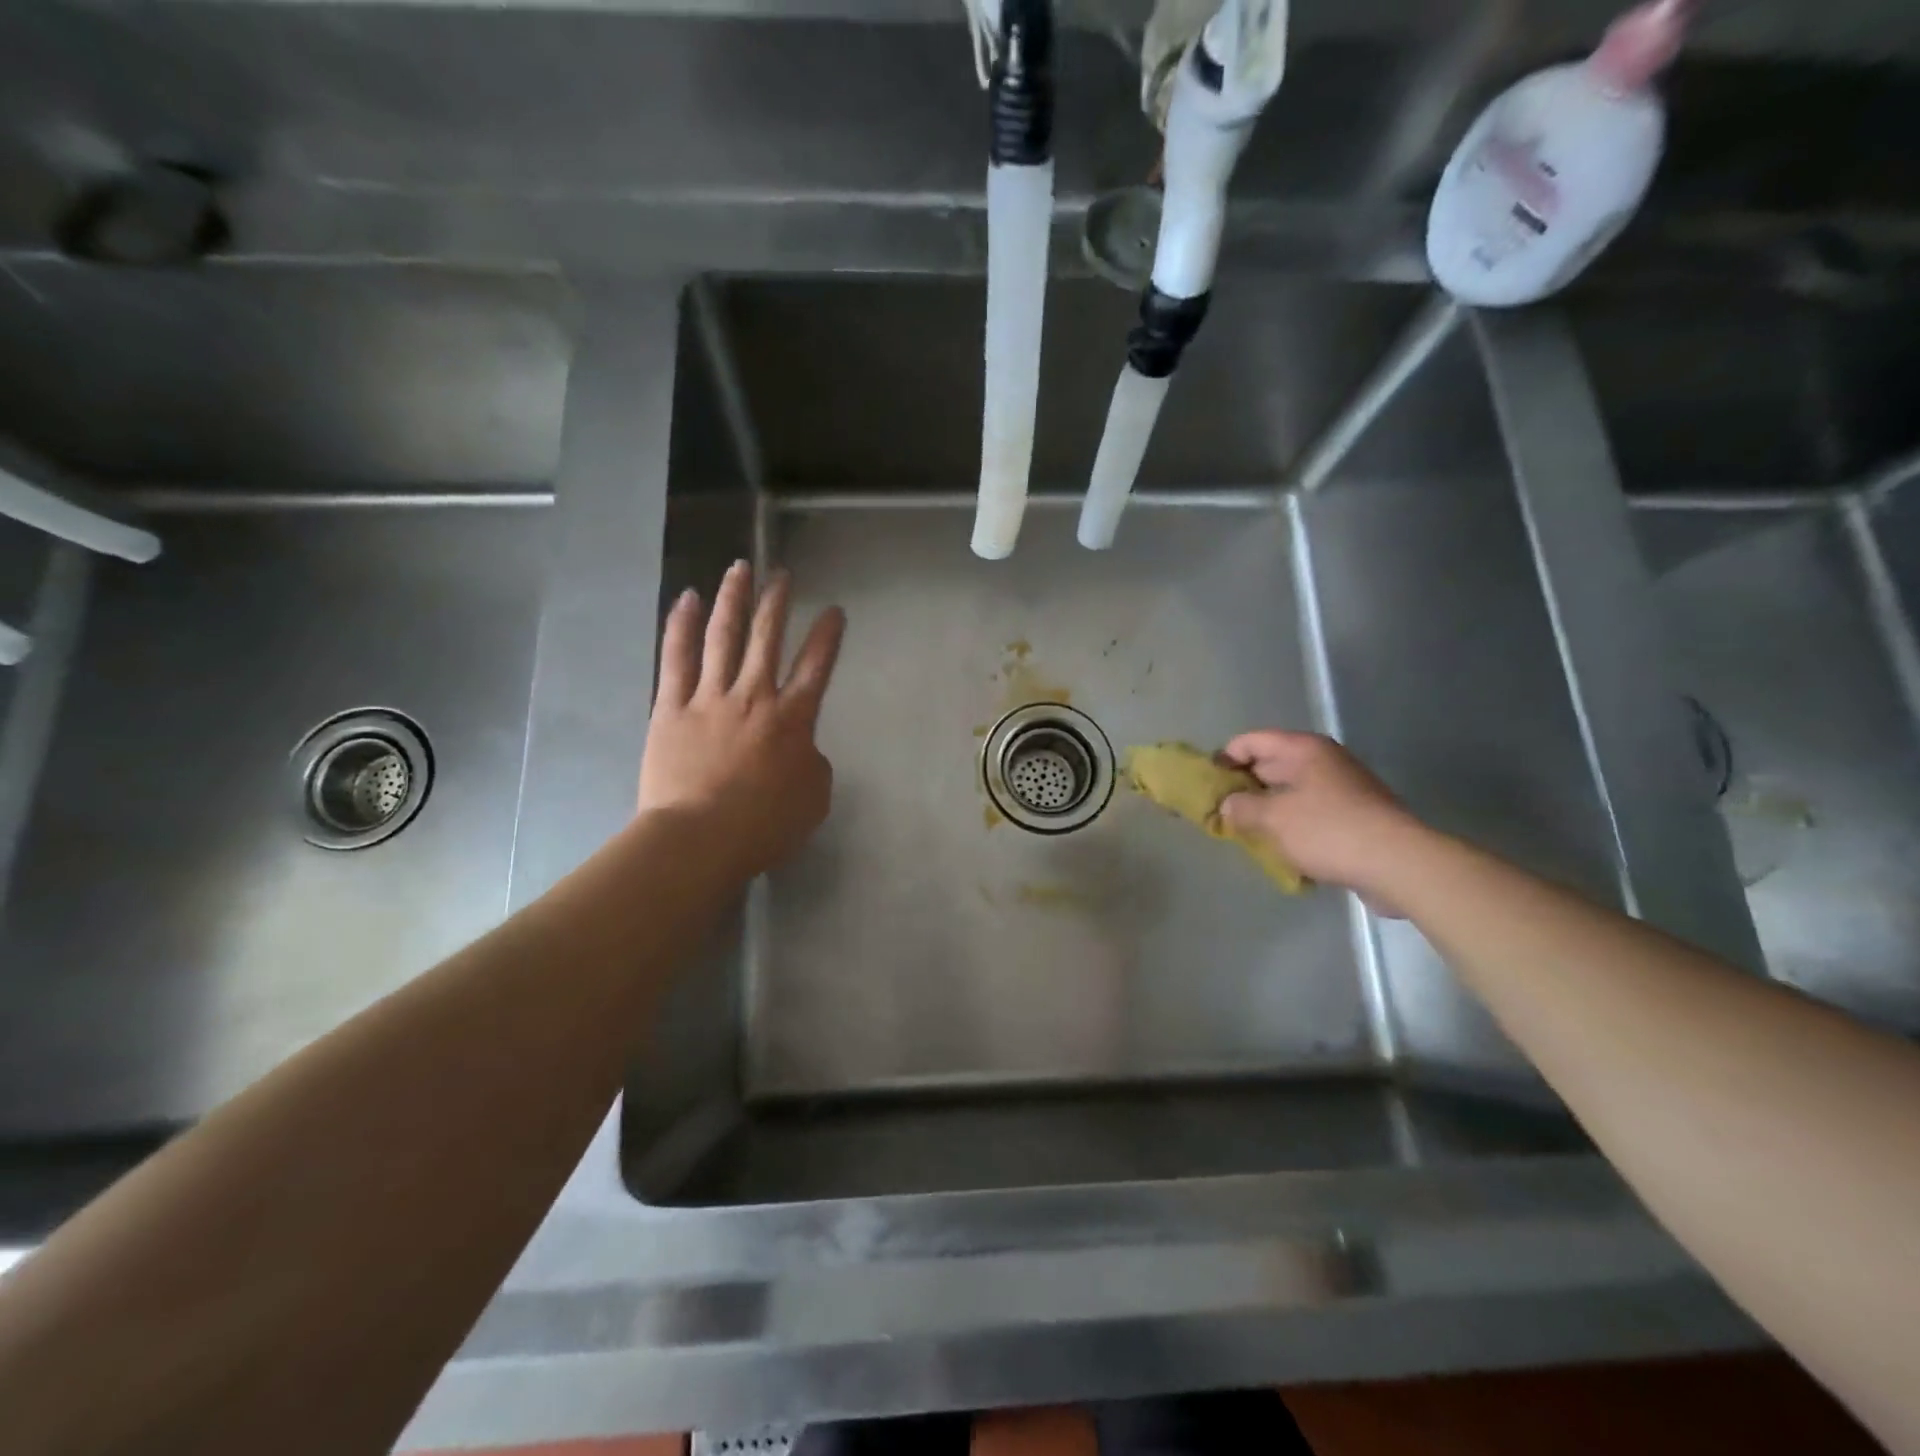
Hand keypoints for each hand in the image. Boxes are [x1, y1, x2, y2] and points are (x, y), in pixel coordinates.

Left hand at [639, 561, 845, 879]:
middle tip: (782, 575)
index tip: (834, 611)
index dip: (828, 636)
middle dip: (777, 603)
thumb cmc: (763, 825)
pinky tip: (686, 599)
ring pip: (723, 637)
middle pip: (767, 638)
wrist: (699, 838)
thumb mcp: (813, 798)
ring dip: (733, 600)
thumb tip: (802, 747)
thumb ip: (813, 763)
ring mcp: (709, 697)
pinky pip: (676, 658)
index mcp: (792, 720)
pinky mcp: (670, 707)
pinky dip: (681, 626)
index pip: (816, 667)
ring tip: (739, 569)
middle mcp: (754, 696)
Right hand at [1218, 731, 1425, 906]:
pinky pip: (1310, 813)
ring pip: (1290, 792)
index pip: (1251, 741)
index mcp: (1303, 750)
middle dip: (1243, 786)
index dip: (1225, 758)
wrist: (1399, 864)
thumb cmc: (1328, 831)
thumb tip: (1227, 805)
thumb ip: (1241, 808)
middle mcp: (1324, 761)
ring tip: (1244, 832)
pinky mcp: (1354, 816)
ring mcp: (1342, 788)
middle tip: (1219, 811)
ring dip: (1266, 809)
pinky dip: (1291, 825)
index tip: (1206, 784)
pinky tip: (1278, 848)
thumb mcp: (1272, 819)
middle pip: (1271, 765)